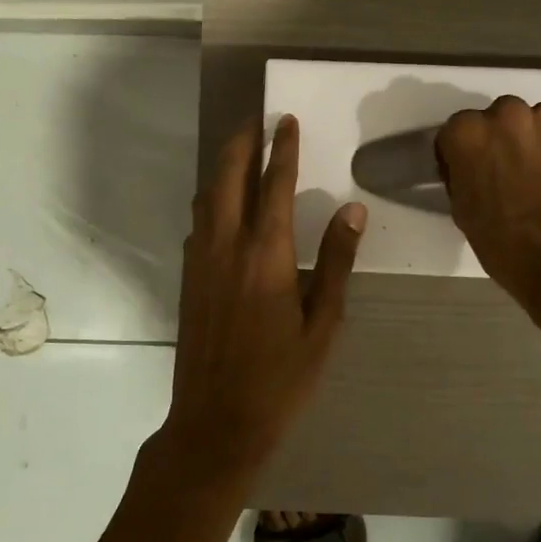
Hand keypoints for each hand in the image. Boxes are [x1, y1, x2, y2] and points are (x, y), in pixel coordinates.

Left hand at [164, 115, 365, 476]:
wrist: (216, 421)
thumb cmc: (281, 378)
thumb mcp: (323, 325)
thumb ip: (337, 263)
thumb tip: (353, 211)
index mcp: (267, 254)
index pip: (276, 184)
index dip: (283, 148)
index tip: (286, 120)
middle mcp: (227, 245)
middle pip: (230, 177)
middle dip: (243, 142)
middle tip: (257, 120)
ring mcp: (201, 260)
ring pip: (208, 196)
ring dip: (224, 166)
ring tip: (242, 152)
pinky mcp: (188, 277)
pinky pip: (199, 221)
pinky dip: (213, 198)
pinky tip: (224, 205)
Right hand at [436, 97, 540, 336]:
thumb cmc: (505, 245)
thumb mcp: (463, 210)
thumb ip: (462, 174)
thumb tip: (473, 166)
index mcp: (467, 133)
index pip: (457, 131)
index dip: (464, 154)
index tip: (473, 173)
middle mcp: (506, 113)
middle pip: (499, 118)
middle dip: (503, 140)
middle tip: (512, 173)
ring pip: (538, 120)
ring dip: (538, 140)